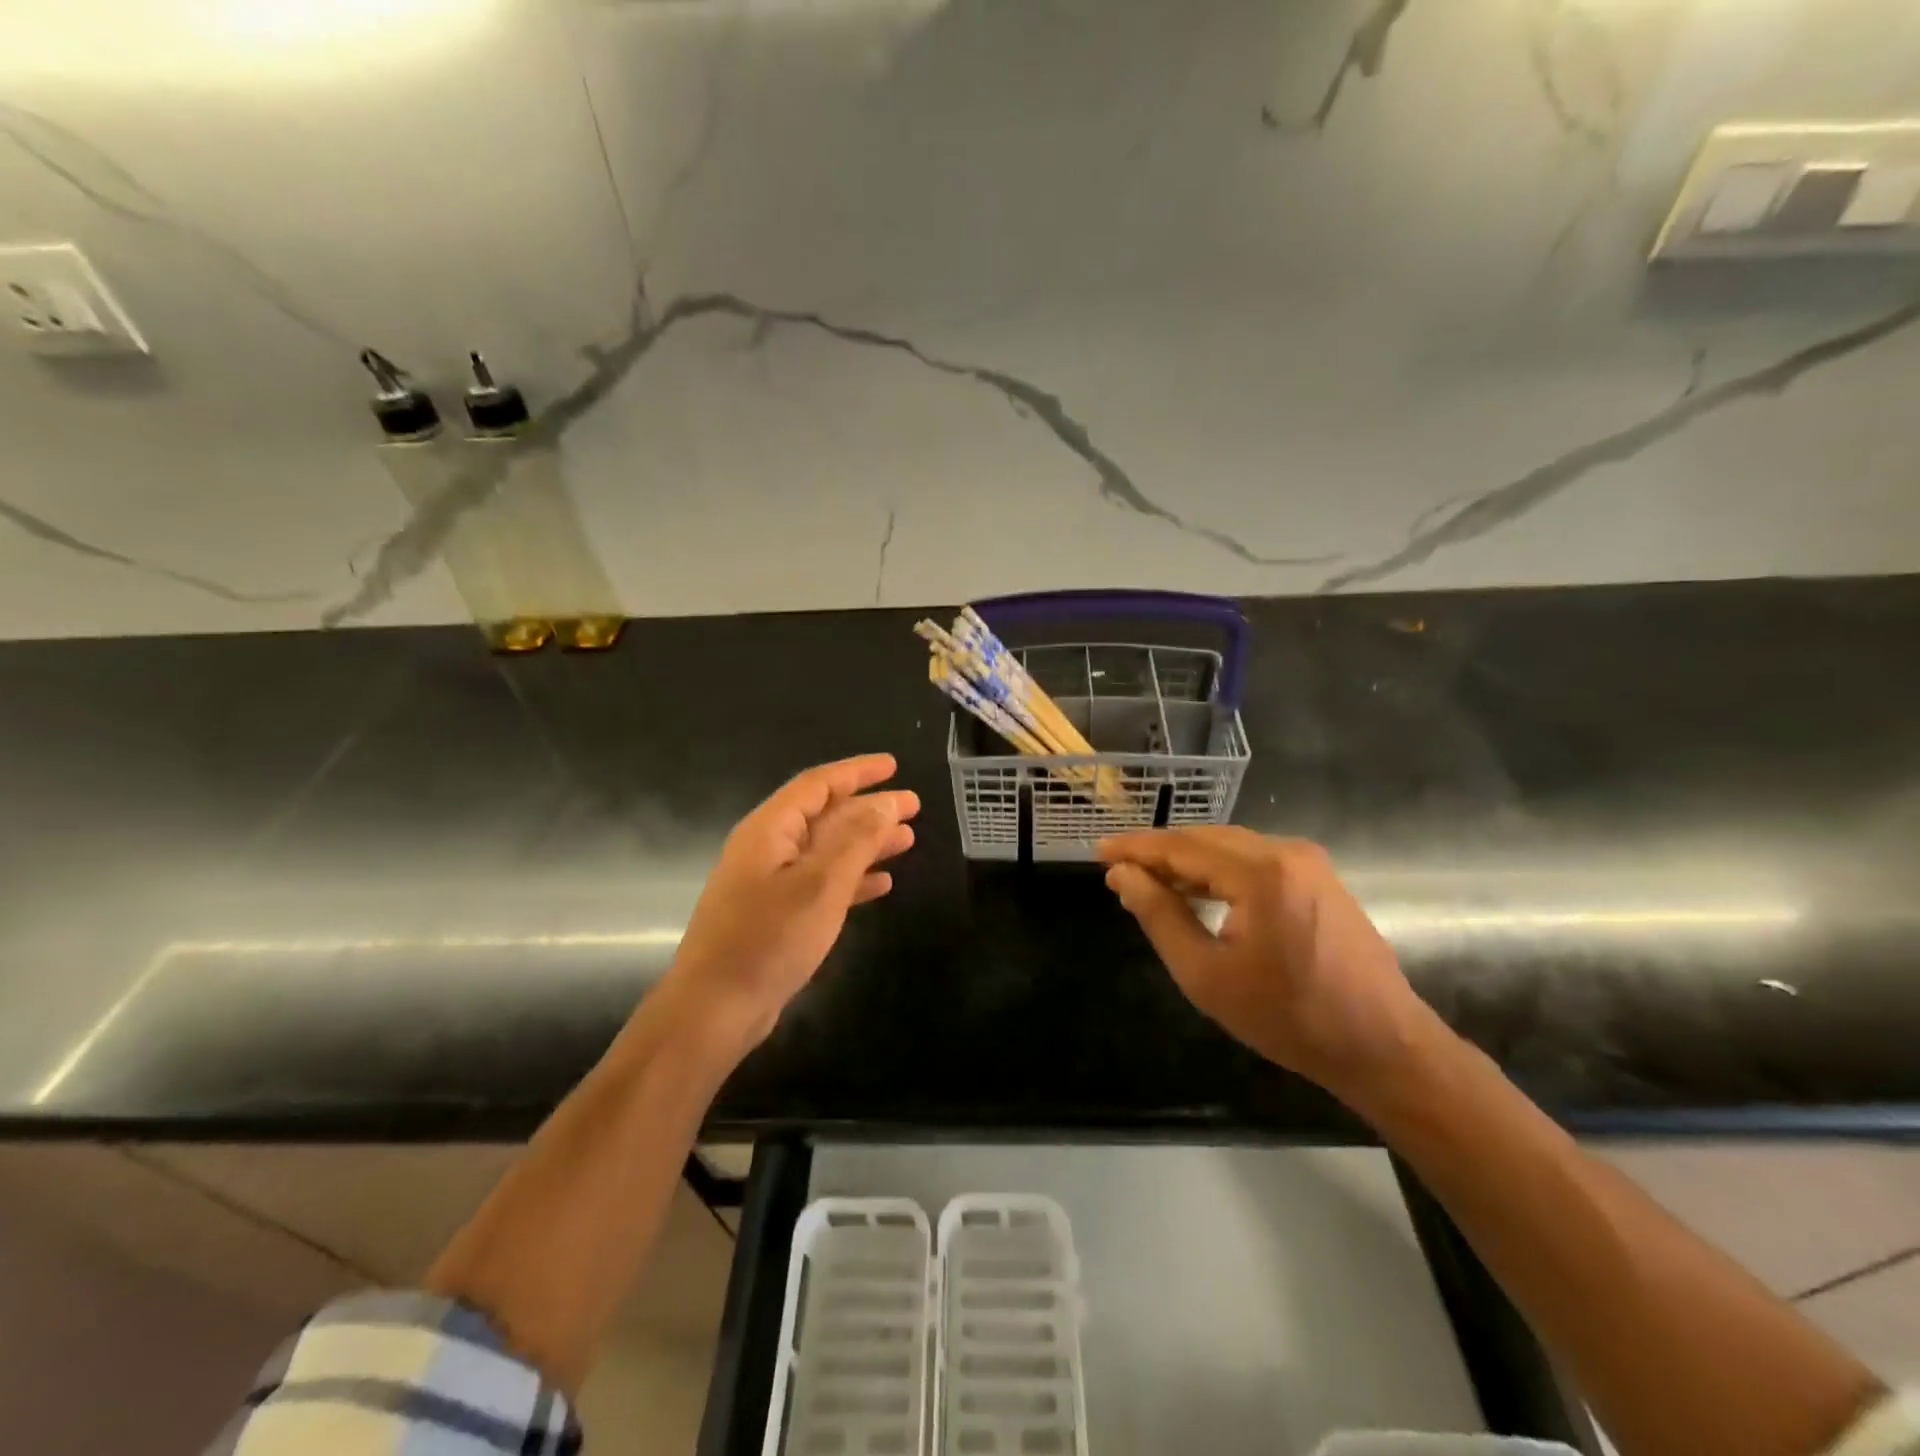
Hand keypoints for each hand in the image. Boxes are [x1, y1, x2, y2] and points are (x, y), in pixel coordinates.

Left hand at [664, 754, 918, 1054]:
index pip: (818, 785)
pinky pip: (821, 883)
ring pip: (828, 850)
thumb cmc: (768, 940)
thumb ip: (856, 839)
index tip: (893, 766)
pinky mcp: (777, 915)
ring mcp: (771, 883)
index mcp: (771, 830)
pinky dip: (852, 879)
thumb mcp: (820, 884)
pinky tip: (881, 884)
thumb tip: (886, 801)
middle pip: (826, 815)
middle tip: (913, 807)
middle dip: (869, 808)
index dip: (857, 772)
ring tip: (907, 839)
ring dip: (866, 843)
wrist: (714, 1011)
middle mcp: (768, 848)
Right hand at [1098, 827, 1437, 1099]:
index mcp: (1260, 873)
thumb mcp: (1206, 974)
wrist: (1383, 1046)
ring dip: (1188, 859)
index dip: (1136, 848)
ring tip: (1149, 879)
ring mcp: (1309, 862)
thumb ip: (1159, 916)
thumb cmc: (1287, 1017)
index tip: (1099, 851)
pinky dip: (1219, 869)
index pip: (1181, 847)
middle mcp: (1286, 852)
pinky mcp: (1319, 877)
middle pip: (1205, 838)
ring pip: (1230, 845)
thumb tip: (1122, 876)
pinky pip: (1254, 858)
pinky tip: (1197, 890)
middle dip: (1159, 851)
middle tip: (1118, 868)